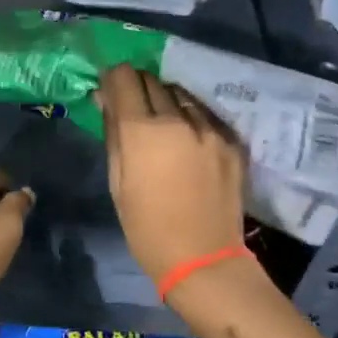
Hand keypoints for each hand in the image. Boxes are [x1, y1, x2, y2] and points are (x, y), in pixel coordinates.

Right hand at [99, 64, 246, 283]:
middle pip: (152, 80)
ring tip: (162, 121)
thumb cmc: (146, 227)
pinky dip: (190, 116)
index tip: (110, 89)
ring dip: (166, 99)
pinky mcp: (231, 141)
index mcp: (142, 130)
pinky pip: (204, 114)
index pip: (124, 77)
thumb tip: (105, 99)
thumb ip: (112, 133)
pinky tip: (187, 137)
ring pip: (180, 93)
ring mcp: (209, 129)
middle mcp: (177, 119)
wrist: (203, 259)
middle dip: (138, 86)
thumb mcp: (116, 181)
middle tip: (132, 106)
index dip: (113, 78)